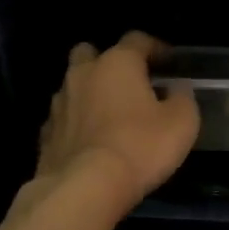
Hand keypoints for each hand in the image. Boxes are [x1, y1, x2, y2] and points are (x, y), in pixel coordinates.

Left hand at [35, 32, 198, 213]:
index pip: (137, 40)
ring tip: (108, 116)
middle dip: (107, 62)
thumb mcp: (182, 122)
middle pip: (90, 53)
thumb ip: (183, 98)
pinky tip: (89, 142)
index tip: (168, 61)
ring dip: (89, 94)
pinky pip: (63, 119)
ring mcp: (59, 104)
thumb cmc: (140, 146)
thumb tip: (177, 88)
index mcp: (117, 63)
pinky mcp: (45, 135)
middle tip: (127, 83)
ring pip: (73, 86)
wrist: (84, 188)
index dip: (155, 47)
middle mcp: (83, 74)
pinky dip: (75, 124)